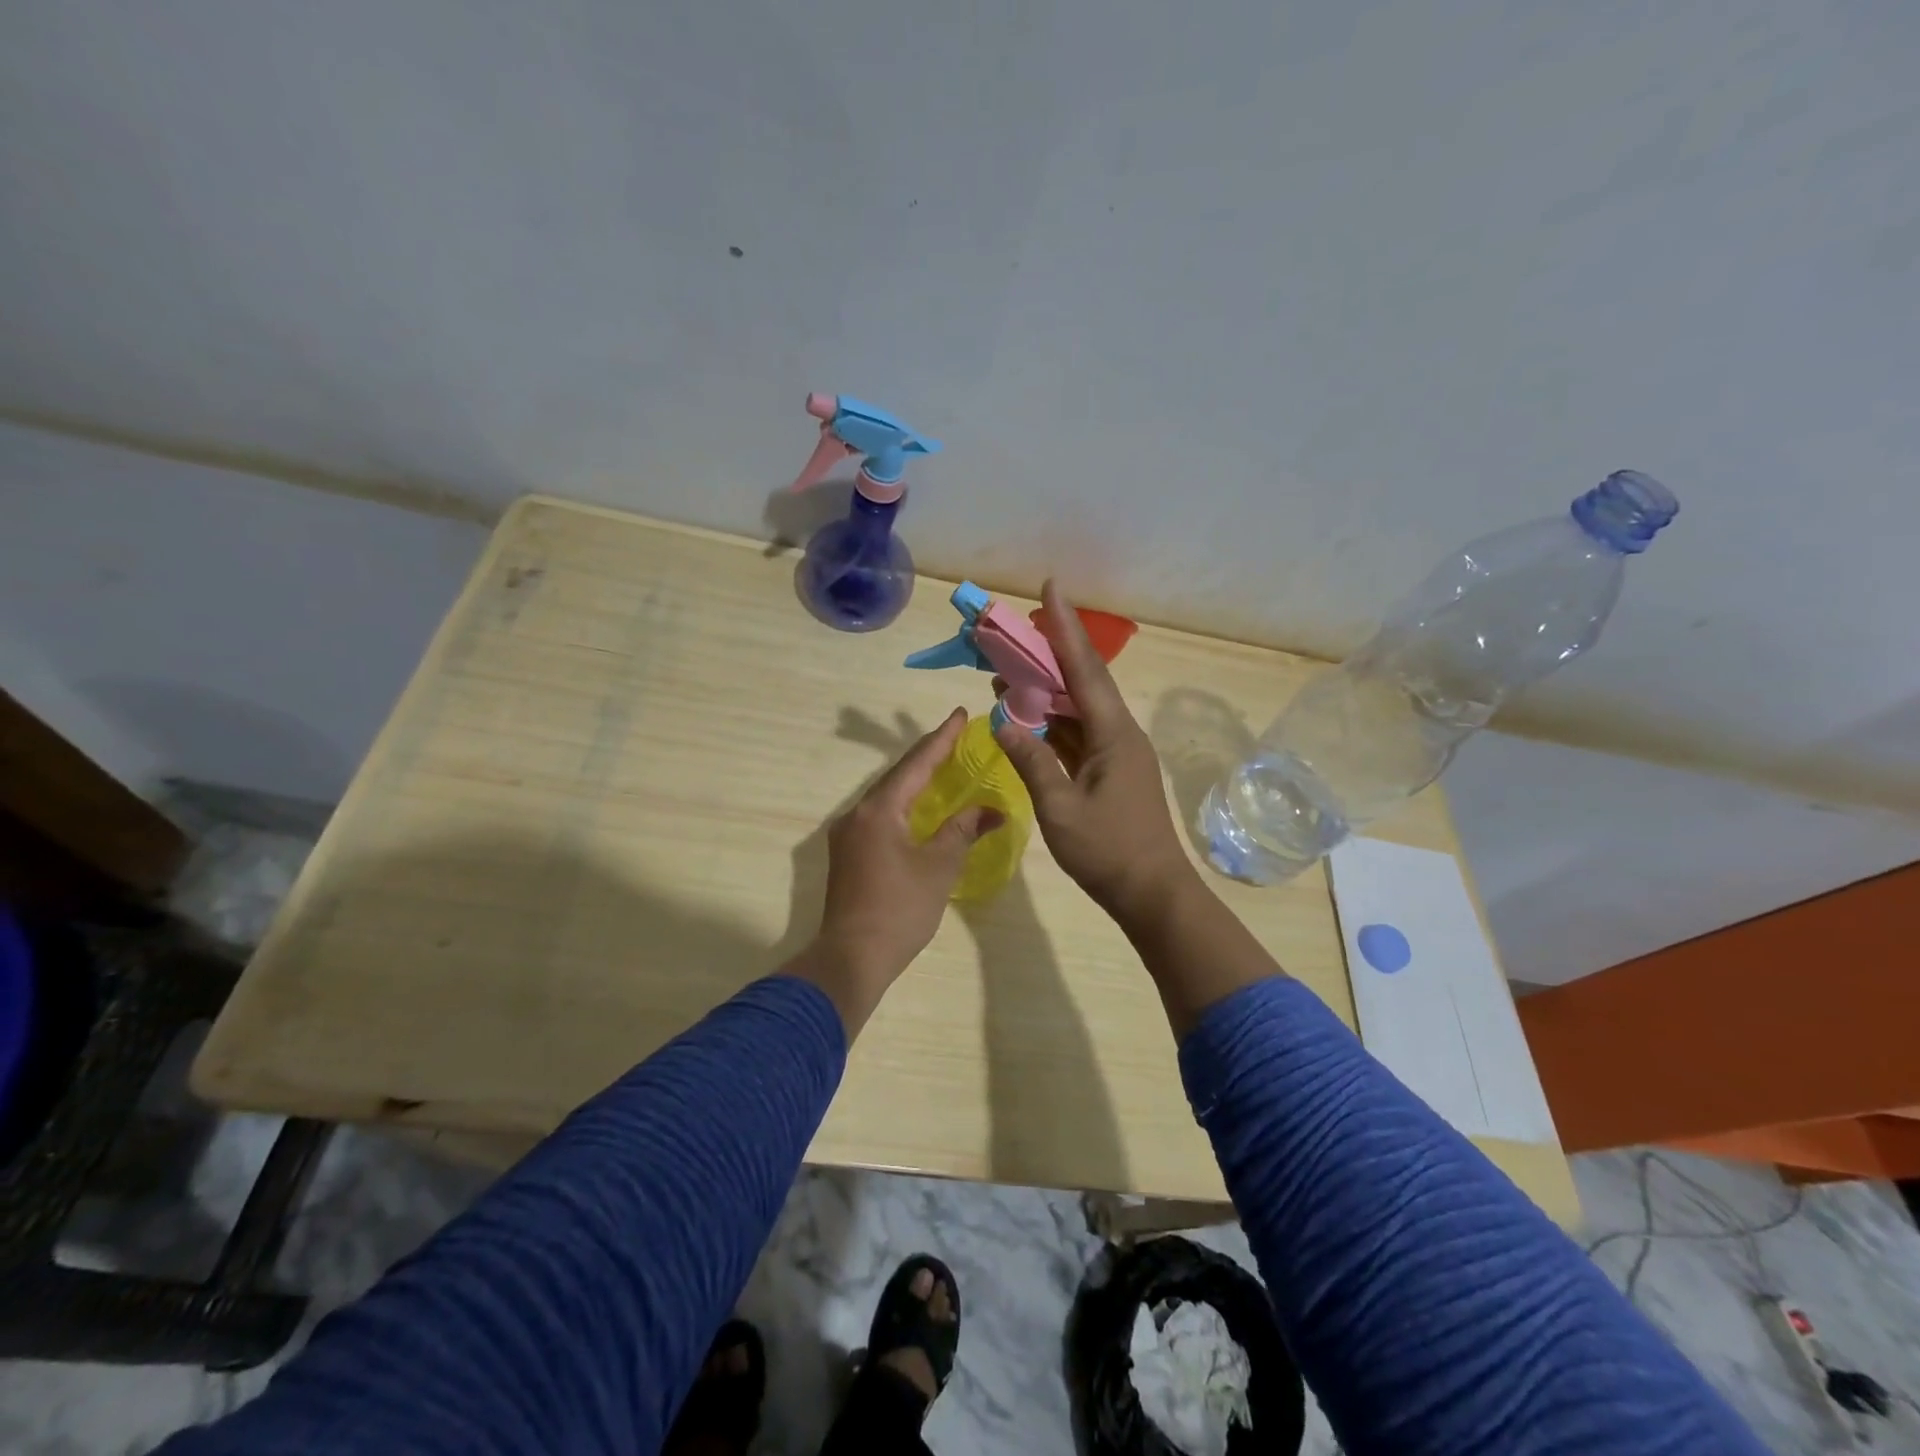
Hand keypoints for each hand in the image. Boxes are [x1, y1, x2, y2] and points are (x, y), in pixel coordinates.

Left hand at [796, 709, 1001, 1032]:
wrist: (852, 957)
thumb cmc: (900, 909)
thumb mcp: (939, 866)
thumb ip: (963, 830)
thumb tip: (993, 810)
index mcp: (879, 809)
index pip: (916, 763)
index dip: (941, 738)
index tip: (959, 714)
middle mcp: (857, 813)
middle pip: (897, 775)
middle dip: (927, 756)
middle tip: (955, 737)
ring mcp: (848, 834)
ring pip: (886, 796)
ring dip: (913, 780)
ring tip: (941, 765)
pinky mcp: (847, 854)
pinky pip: (879, 815)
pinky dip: (903, 804)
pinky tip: (918, 808)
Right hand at [993, 581, 1195, 924]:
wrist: (1153, 894)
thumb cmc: (1108, 851)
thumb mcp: (1060, 808)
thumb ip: (1031, 761)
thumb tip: (1002, 722)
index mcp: (1113, 734)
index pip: (1084, 669)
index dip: (1065, 628)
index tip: (1051, 588)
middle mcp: (1118, 734)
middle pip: (1081, 682)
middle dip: (1048, 653)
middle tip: (1014, 632)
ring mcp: (1116, 754)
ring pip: (1078, 709)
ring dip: (1045, 691)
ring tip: (1007, 673)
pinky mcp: (1110, 773)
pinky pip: (1077, 735)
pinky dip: (1052, 723)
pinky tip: (1026, 718)